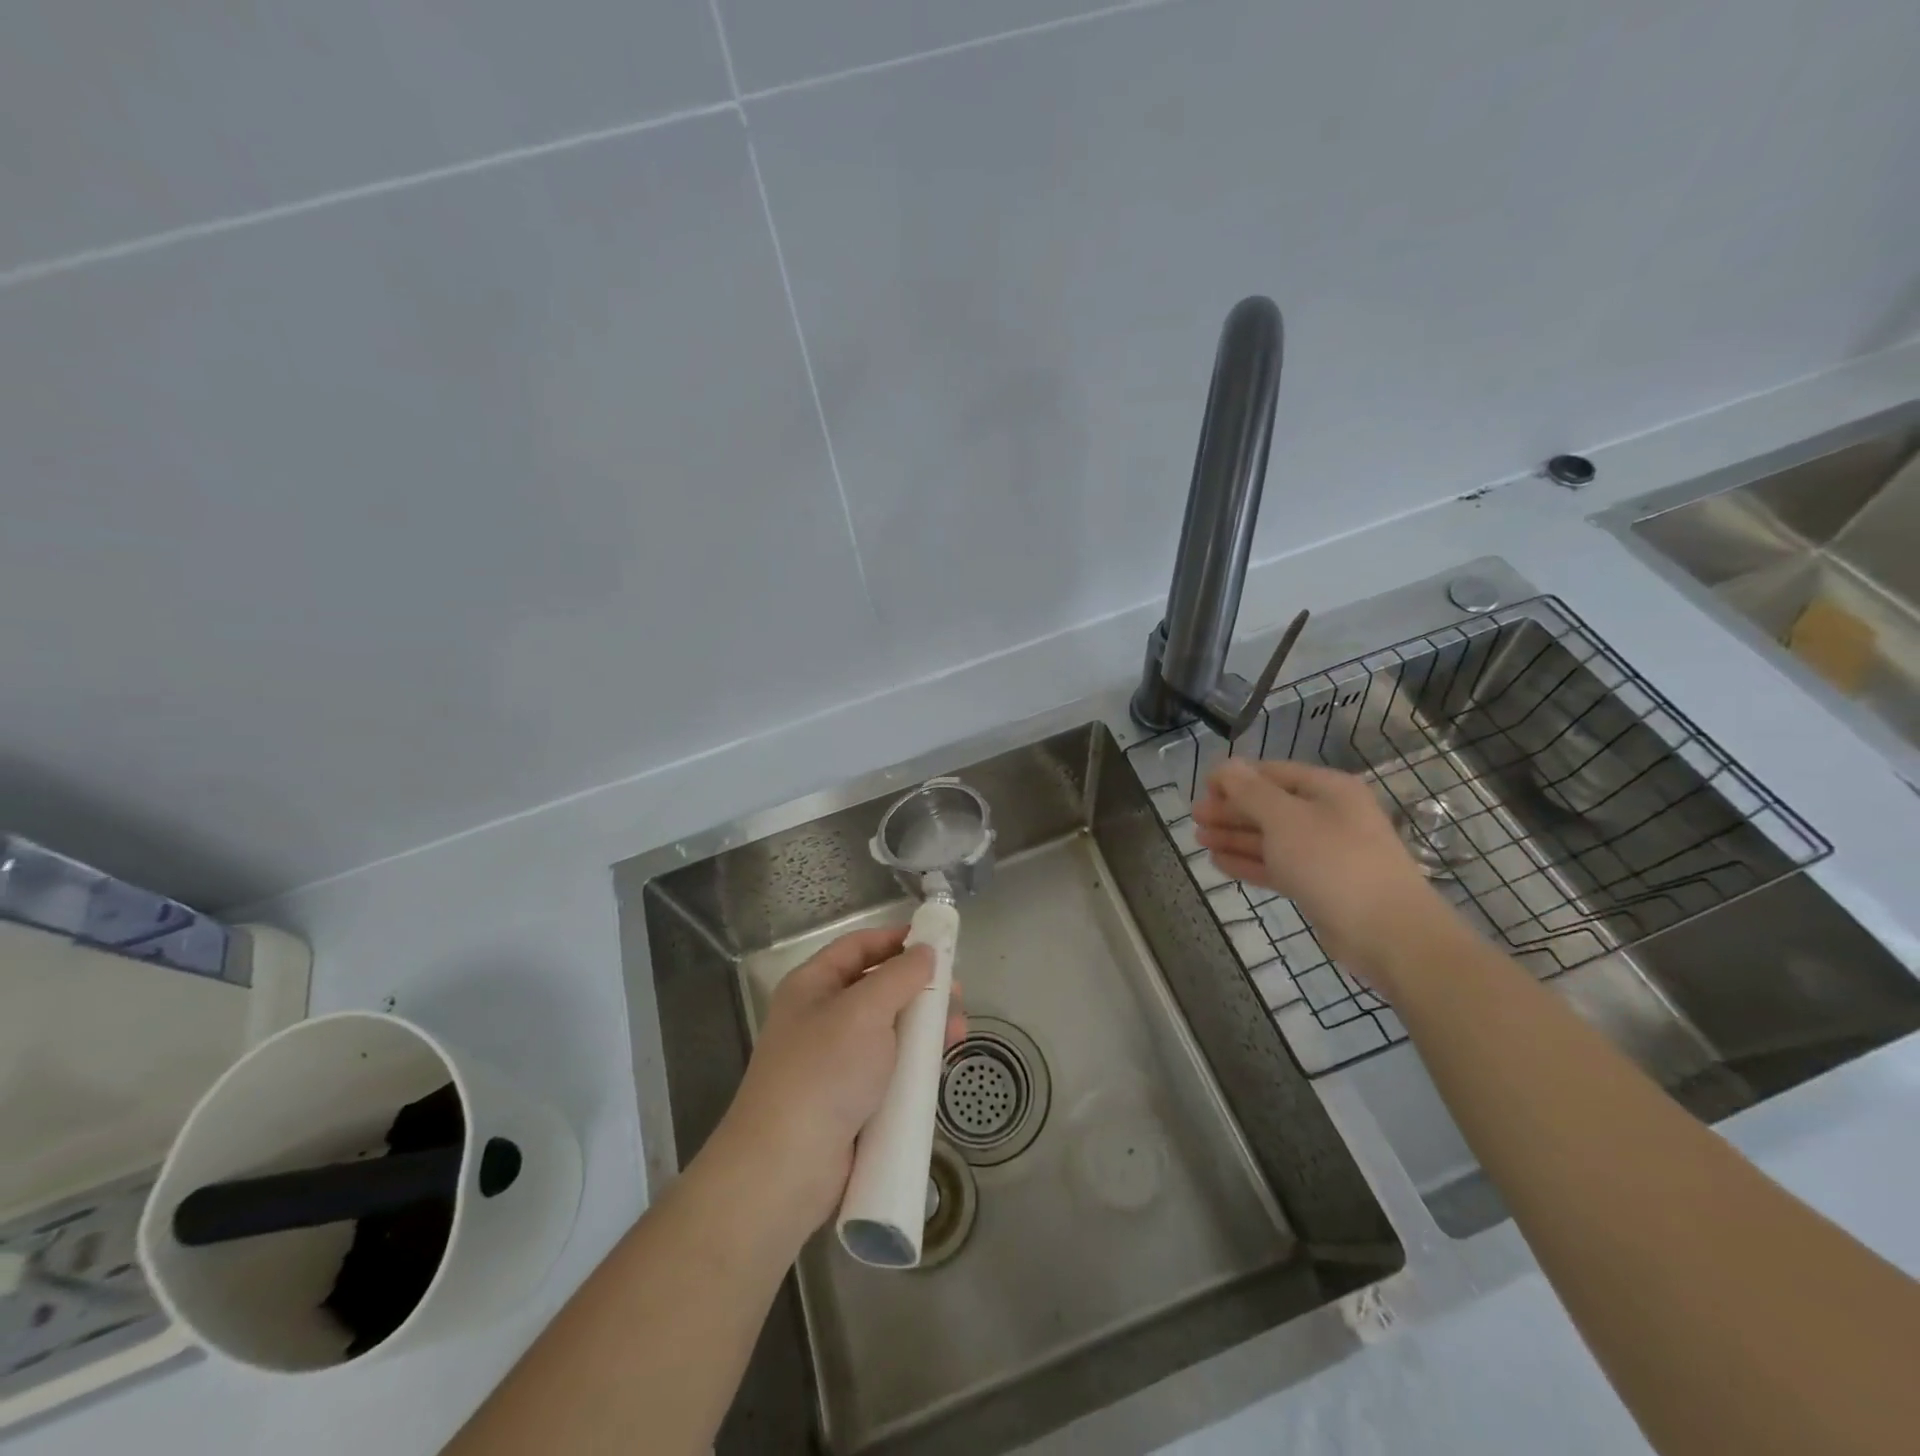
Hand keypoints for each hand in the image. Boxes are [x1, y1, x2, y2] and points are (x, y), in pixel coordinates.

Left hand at [712, 925, 965, 1237]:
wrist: (786, 1167)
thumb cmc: (824, 1072)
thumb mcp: (864, 1011)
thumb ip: (900, 976)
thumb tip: (926, 951)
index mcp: (813, 986)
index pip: (858, 947)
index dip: (896, 939)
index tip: (937, 941)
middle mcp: (822, 1017)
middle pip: (878, 989)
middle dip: (919, 989)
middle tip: (958, 994)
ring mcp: (836, 1062)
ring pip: (889, 1032)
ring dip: (924, 1028)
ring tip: (958, 1033)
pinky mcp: (851, 1100)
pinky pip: (889, 1070)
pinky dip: (915, 1065)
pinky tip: (940, 1066)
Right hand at [1192, 758, 1444, 983]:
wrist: (1387, 932)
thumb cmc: (1333, 862)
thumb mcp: (1285, 819)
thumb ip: (1250, 792)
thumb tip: (1226, 766)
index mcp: (1327, 789)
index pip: (1271, 772)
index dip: (1234, 778)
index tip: (1202, 790)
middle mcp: (1328, 815)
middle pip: (1269, 805)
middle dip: (1231, 810)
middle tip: (1195, 818)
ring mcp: (1325, 852)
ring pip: (1271, 838)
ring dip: (1235, 836)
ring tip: (1199, 840)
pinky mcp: (1320, 885)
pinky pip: (1278, 866)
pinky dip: (1249, 862)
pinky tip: (1220, 863)